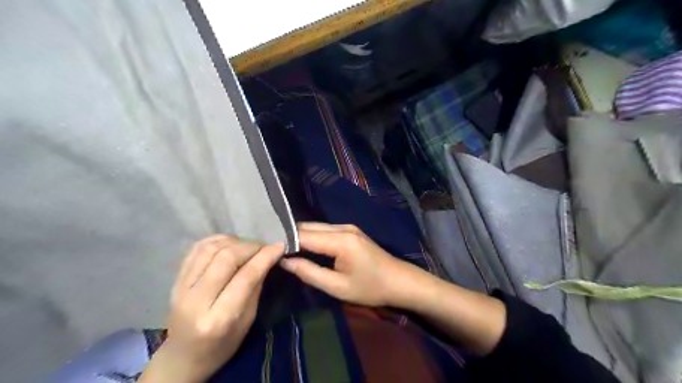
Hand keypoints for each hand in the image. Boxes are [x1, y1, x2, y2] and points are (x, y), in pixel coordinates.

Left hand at [139, 234, 283, 381]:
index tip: (280, 246)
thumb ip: (256, 287)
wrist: (183, 357)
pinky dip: (217, 240)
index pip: (246, 277)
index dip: (265, 257)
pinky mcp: (175, 280)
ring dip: (235, 241)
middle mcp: (196, 300)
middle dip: (251, 246)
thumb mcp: (247, 320)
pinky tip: (230, 243)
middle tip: (265, 246)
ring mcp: (181, 288)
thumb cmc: (222, 345)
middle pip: (226, 258)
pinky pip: (196, 249)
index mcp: (219, 318)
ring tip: (248, 246)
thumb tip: (269, 257)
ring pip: (210, 249)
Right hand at [279, 223, 412, 306]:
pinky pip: (325, 230)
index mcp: (340, 241)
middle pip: (309, 226)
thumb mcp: (338, 287)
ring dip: (300, 235)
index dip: (284, 240)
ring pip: (316, 227)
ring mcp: (348, 227)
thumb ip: (309, 273)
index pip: (304, 235)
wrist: (399, 281)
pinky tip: (302, 245)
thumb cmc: (370, 288)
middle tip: (270, 247)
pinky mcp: (350, 231)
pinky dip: (312, 236)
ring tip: (281, 246)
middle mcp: (343, 228)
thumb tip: (284, 261)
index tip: (265, 247)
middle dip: (289, 235)